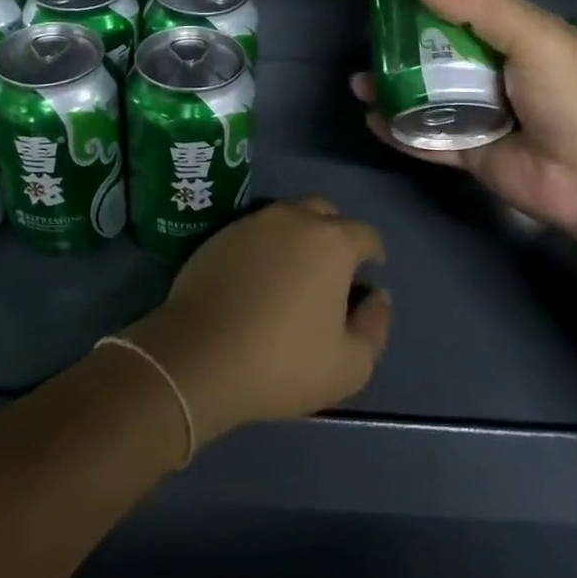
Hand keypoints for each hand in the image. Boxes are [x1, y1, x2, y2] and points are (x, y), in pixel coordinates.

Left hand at [121, 198, 390, 444]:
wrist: (199, 355)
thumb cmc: (283, 362)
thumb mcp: (350, 364)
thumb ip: (375, 325)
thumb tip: (377, 296)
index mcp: (331, 241)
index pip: (365, 234)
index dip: (372, 254)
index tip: (367, 275)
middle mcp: (293, 218)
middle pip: (324, 213)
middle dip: (334, 233)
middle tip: (331, 269)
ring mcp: (251, 223)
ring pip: (286, 217)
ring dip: (297, 237)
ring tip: (293, 272)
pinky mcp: (218, 235)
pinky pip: (253, 232)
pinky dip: (264, 247)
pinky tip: (257, 278)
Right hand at [352, 0, 576, 232]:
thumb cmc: (573, 95)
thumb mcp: (534, 35)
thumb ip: (478, 7)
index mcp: (517, 41)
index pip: (467, 15)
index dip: (432, 3)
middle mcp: (496, 75)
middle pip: (440, 57)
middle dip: (403, 49)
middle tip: (369, 41)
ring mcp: (482, 117)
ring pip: (427, 98)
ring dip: (393, 89)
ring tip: (358, 81)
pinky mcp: (471, 155)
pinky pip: (427, 139)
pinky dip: (399, 130)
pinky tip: (371, 119)